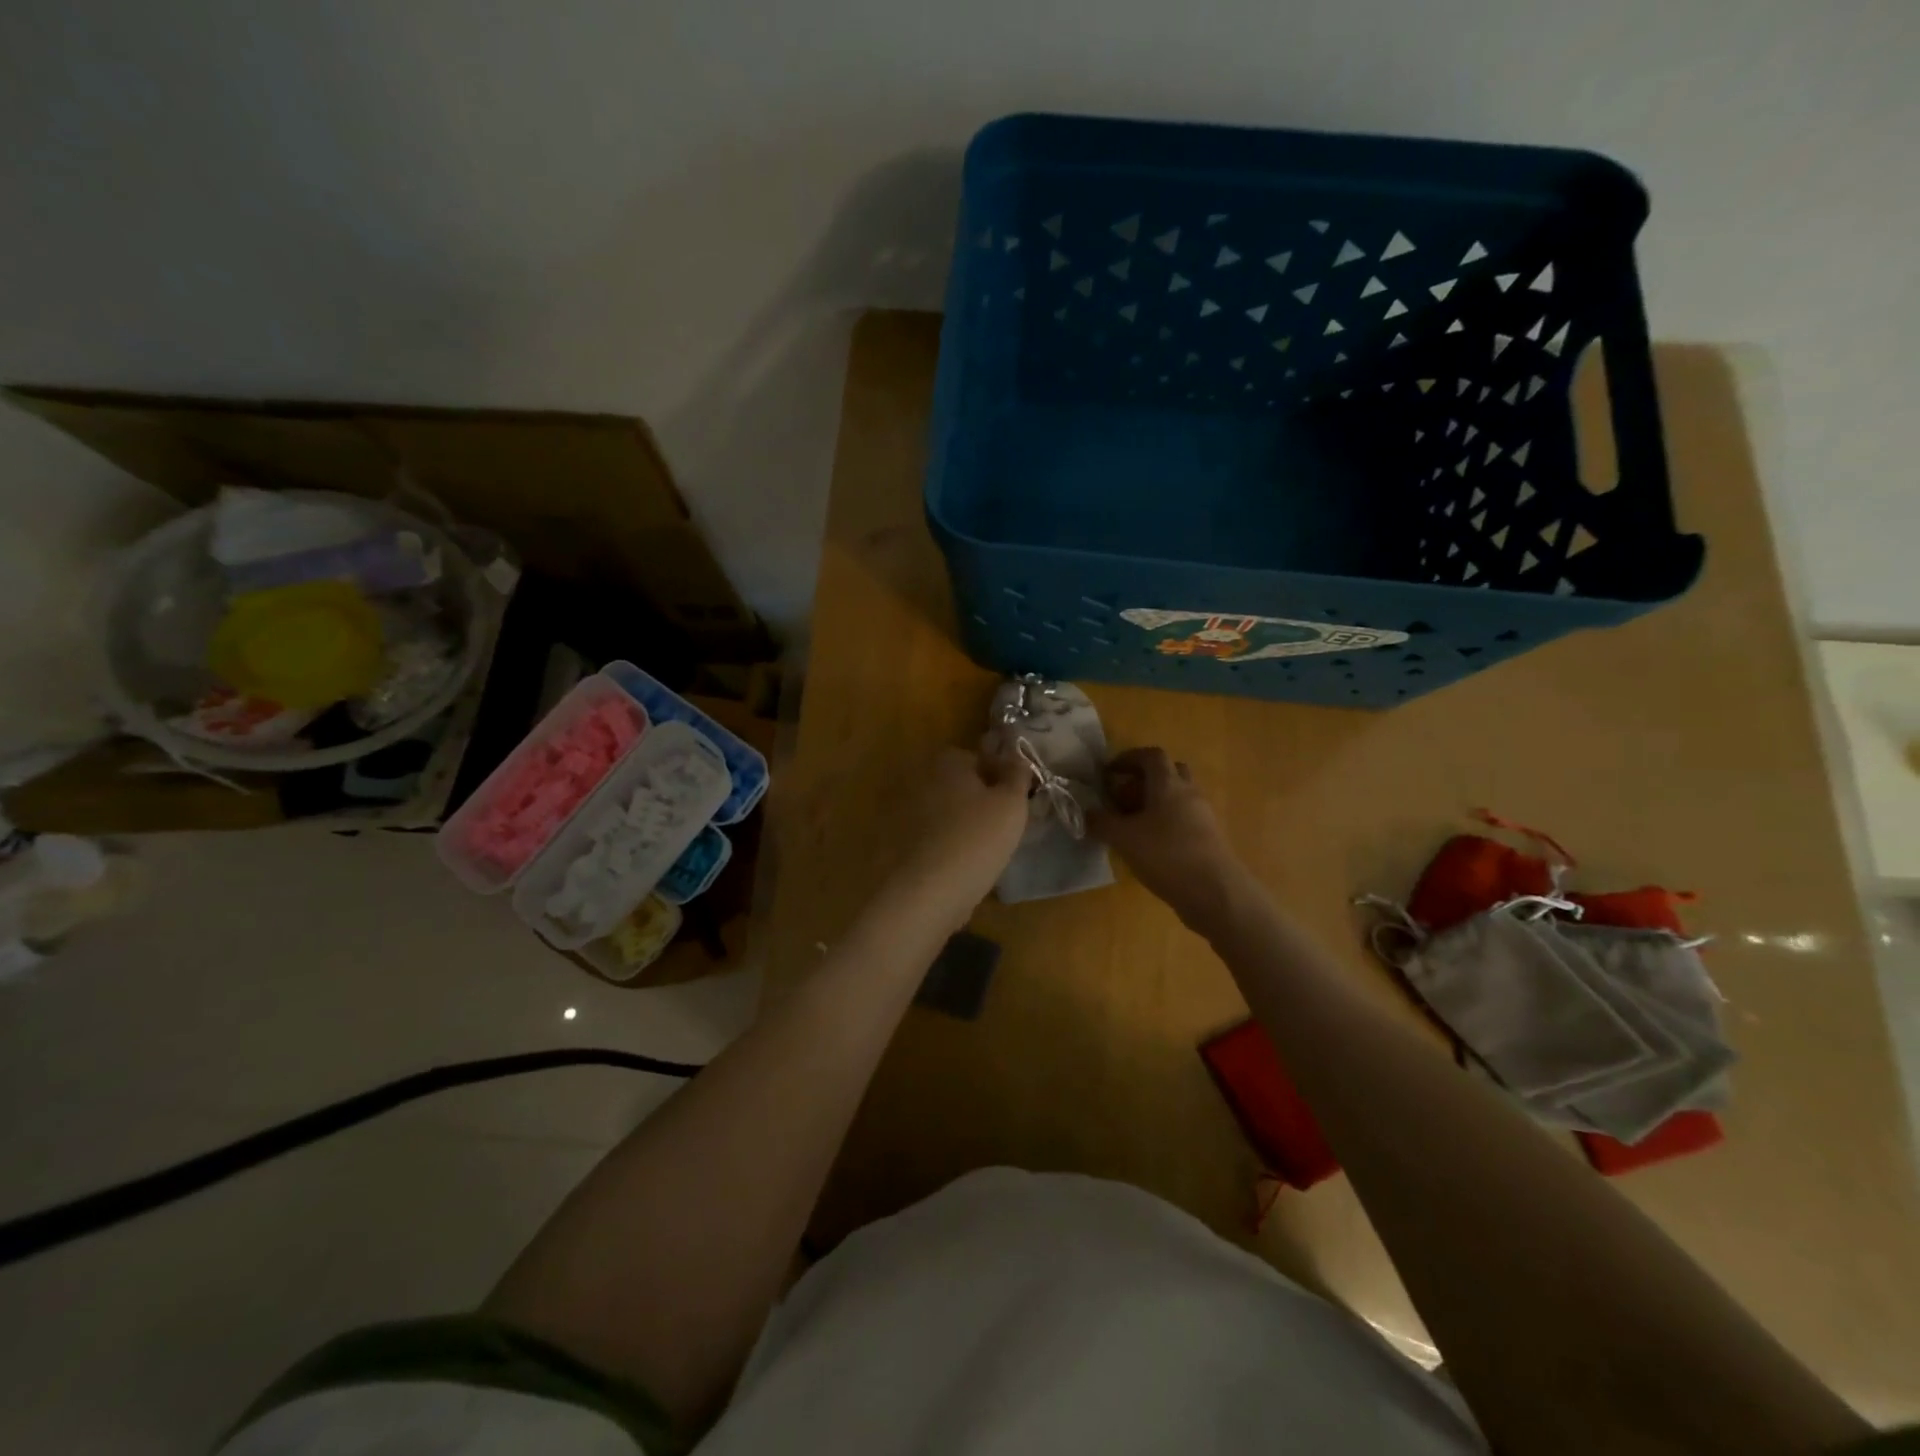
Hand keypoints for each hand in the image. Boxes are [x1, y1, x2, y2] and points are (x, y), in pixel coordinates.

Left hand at [889, 745, 1032, 923]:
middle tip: (1002, 824)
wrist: (925, 893)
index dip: (1001, 777)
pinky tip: (960, 864)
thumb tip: (1017, 757)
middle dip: (978, 798)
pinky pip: (928, 836)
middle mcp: (919, 778)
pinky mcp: (893, 842)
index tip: (1017, 800)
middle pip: (958, 784)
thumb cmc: (975, 840)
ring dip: (960, 822)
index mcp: (946, 761)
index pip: (979, 759)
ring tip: (983, 848)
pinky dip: (944, 844)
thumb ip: (1017, 775)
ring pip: (943, 810)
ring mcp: (901, 811)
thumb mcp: (1011, 805)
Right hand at [1088, 747, 1247, 932]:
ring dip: (1153, 804)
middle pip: (1168, 773)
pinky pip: (1183, 820)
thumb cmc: (1166, 855)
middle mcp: (1189, 793)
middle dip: (1143, 780)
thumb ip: (1102, 822)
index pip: (1151, 756)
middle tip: (1121, 798)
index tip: (1109, 772)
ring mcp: (1202, 816)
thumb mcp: (1124, 838)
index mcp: (1169, 784)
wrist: (1216, 893)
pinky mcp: (1208, 839)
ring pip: (1176, 798)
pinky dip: (1164, 824)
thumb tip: (1088, 812)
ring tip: (1130, 826)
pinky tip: (1148, 846)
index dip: (1128, 758)